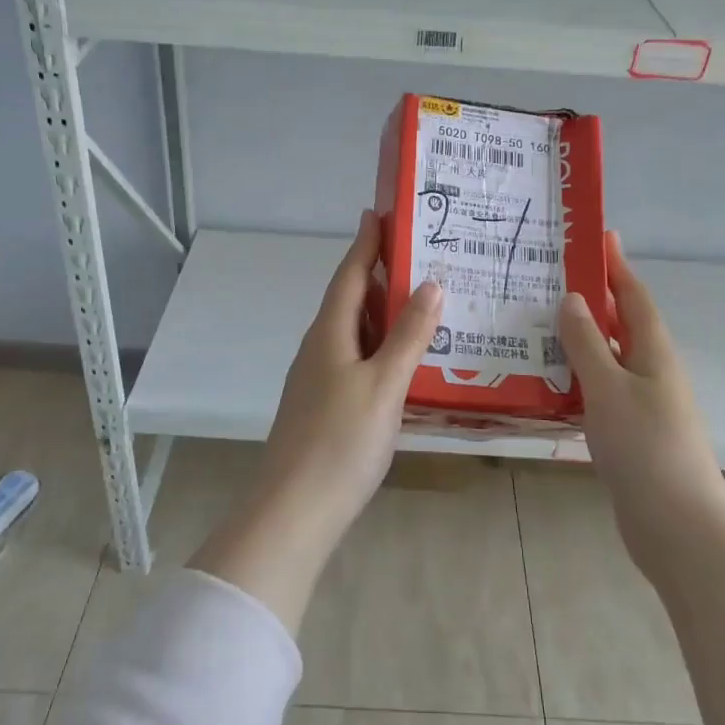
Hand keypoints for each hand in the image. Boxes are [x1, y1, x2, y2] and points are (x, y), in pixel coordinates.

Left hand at [258, 209, 441, 538]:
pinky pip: (358, 360)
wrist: (294, 512)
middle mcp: (320, 348)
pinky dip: (382, 348)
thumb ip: (408, 335)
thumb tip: (431, 283)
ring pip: (356, 333)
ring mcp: (320, 379)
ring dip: (385, 314)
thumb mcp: (384, 384)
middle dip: (381, 276)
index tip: (380, 212)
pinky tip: (406, 361)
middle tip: (423, 258)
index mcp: (330, 333)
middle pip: (351, 300)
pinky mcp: (325, 406)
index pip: (349, 274)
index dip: (366, 243)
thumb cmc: (341, 442)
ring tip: (424, 304)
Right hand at [558, 233, 724, 558]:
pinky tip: (552, 380)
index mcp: (654, 352)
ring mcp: (644, 404)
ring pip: (610, 357)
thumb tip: (574, 298)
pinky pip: (602, 389)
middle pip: (623, 324)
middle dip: (595, 298)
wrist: (678, 526)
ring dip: (582, 338)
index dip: (617, 266)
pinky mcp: (632, 433)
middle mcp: (652, 371)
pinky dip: (579, 375)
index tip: (600, 236)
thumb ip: (587, 342)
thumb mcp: (608, 387)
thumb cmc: (644, 448)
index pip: (633, 296)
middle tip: (554, 277)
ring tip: (541, 322)